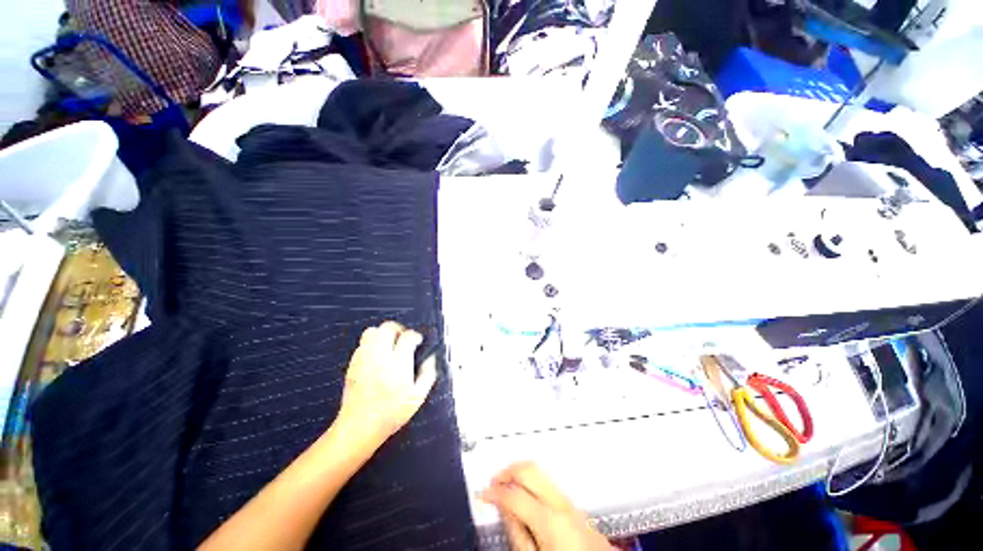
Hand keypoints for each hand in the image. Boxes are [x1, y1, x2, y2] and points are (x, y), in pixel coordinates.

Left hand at [334, 322, 437, 451]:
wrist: (359, 428)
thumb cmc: (391, 415)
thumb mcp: (417, 397)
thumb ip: (428, 374)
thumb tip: (431, 359)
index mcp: (398, 365)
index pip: (407, 337)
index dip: (415, 336)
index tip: (418, 341)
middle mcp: (380, 358)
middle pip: (387, 328)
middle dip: (398, 329)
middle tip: (403, 337)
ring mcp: (364, 360)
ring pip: (371, 332)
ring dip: (382, 334)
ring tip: (389, 344)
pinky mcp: (352, 365)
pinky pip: (362, 345)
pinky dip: (371, 345)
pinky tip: (376, 356)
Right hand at [481, 462, 611, 550]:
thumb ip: (517, 534)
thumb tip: (504, 511)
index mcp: (550, 520)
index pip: (513, 494)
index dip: (493, 492)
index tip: (483, 494)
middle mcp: (563, 505)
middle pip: (530, 469)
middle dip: (508, 470)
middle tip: (494, 481)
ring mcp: (572, 504)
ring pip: (541, 473)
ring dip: (521, 474)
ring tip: (507, 485)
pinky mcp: (577, 509)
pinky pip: (551, 485)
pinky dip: (534, 483)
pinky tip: (526, 494)